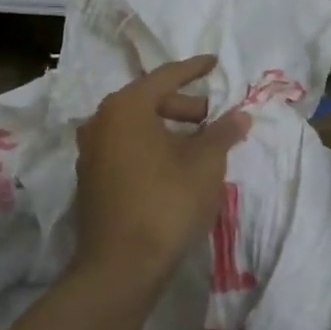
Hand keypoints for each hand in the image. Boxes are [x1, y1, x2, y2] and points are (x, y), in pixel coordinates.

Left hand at [74, 55, 250, 282]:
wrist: (121, 266)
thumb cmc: (167, 202)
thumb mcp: (205, 163)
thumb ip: (223, 133)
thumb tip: (239, 116)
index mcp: (126, 107)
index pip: (166, 76)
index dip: (195, 69)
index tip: (215, 63)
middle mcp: (101, 122)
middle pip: (149, 100)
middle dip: (184, 106)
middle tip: (212, 118)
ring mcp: (91, 152)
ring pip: (136, 127)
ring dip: (168, 129)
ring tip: (198, 145)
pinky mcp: (91, 180)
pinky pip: (126, 148)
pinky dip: (151, 147)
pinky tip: (174, 167)